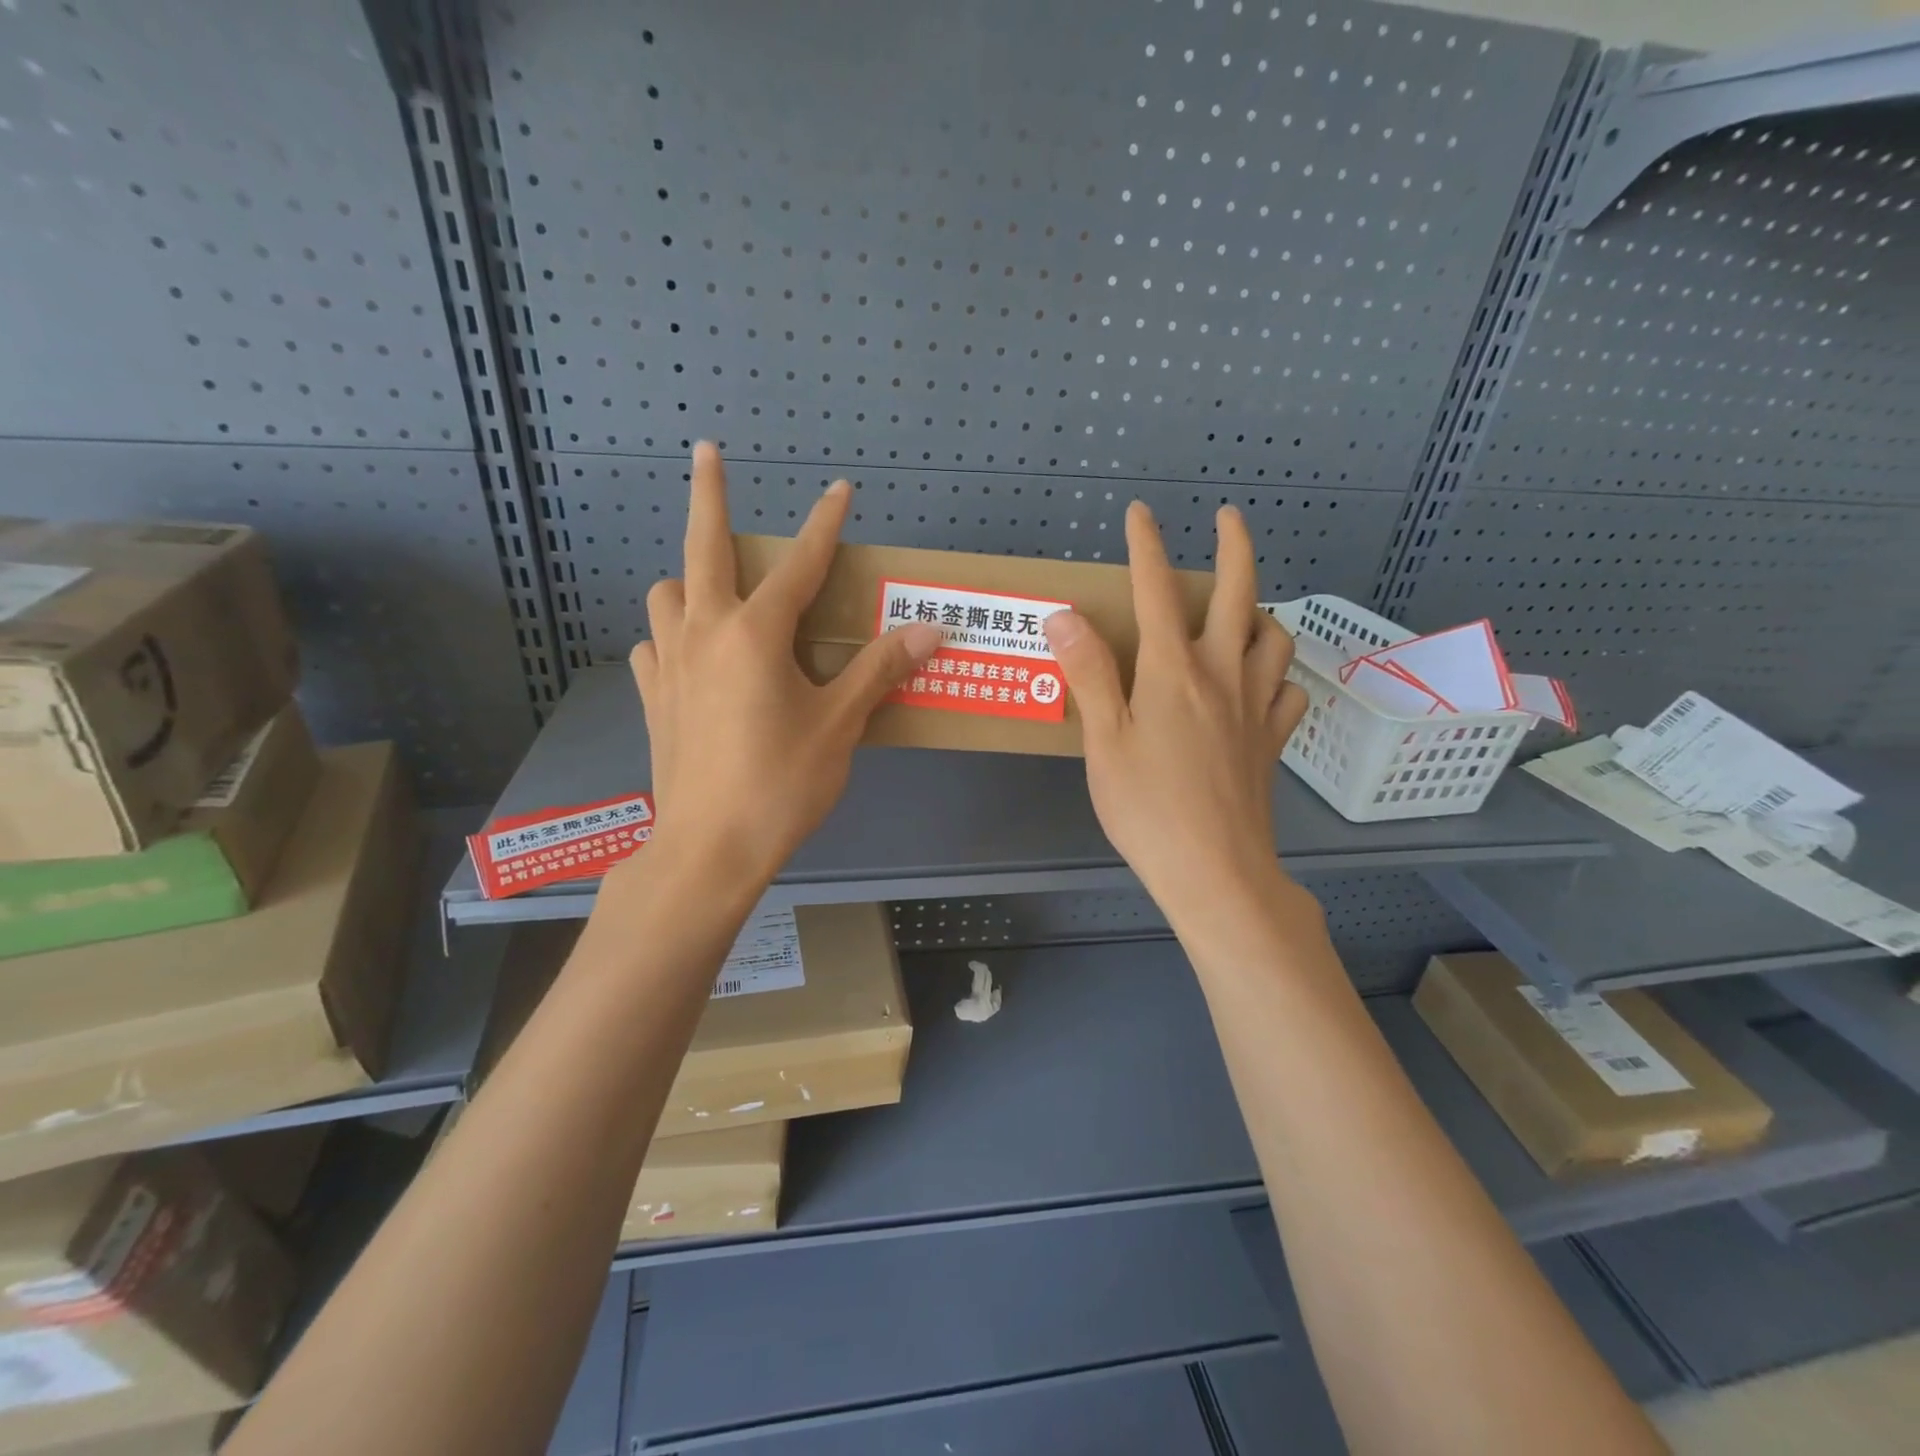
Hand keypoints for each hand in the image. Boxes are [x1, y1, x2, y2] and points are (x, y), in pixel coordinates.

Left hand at [629, 444, 940, 882]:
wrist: (709, 849)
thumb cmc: (781, 784)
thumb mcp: (840, 725)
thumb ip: (880, 671)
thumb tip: (930, 631)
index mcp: (755, 634)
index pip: (802, 564)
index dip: (826, 523)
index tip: (840, 488)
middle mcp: (705, 632)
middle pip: (703, 546)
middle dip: (709, 492)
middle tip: (708, 451)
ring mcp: (670, 664)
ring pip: (667, 594)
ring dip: (691, 579)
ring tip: (718, 593)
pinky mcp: (653, 698)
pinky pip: (654, 646)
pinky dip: (672, 637)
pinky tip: (693, 657)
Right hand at [1043, 502, 1308, 923]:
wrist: (1215, 870)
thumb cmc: (1147, 808)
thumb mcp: (1104, 741)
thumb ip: (1088, 674)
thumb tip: (1065, 616)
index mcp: (1172, 670)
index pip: (1156, 590)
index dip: (1147, 545)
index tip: (1141, 512)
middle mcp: (1222, 674)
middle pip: (1239, 594)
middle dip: (1235, 546)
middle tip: (1228, 518)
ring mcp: (1256, 707)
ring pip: (1276, 638)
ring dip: (1262, 611)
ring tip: (1244, 611)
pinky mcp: (1273, 742)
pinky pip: (1289, 692)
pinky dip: (1279, 675)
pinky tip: (1263, 683)